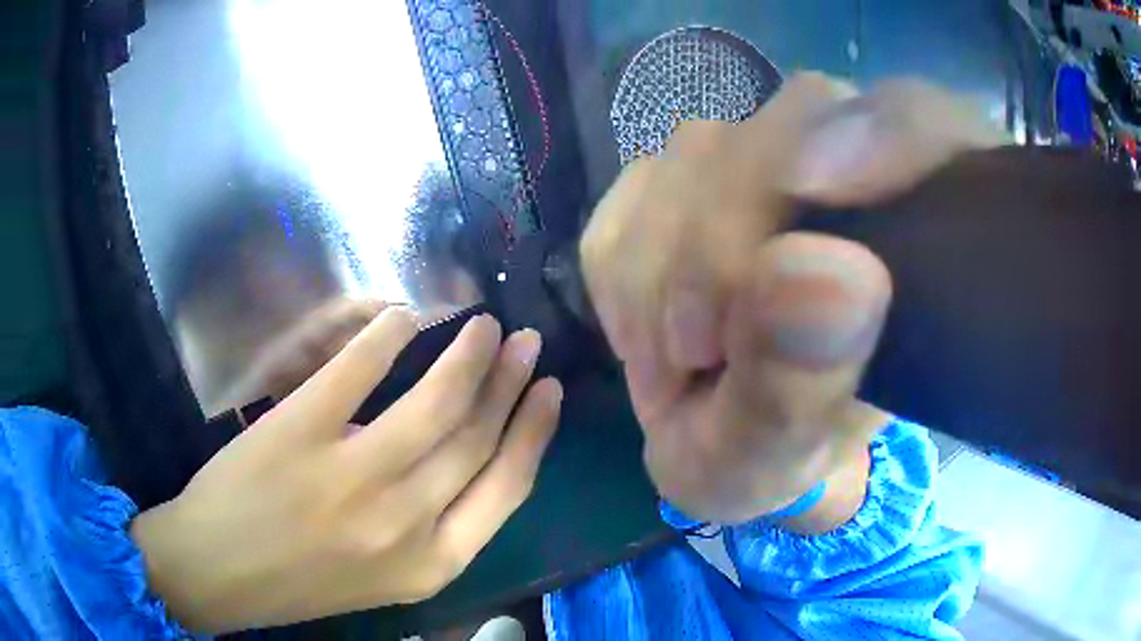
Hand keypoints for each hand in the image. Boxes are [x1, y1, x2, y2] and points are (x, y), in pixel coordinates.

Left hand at [131, 310, 562, 631]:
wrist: (217, 571)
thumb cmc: (303, 581)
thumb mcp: (388, 578)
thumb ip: (436, 529)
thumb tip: (472, 456)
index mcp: (432, 564)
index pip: (509, 488)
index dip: (535, 431)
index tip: (549, 390)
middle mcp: (404, 522)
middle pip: (476, 437)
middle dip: (509, 382)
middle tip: (523, 342)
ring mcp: (351, 475)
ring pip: (436, 402)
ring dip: (468, 354)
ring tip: (484, 324)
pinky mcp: (300, 431)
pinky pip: (359, 369)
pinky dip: (388, 335)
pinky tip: (405, 316)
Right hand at [581, 74, 1001, 524]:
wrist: (718, 441)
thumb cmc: (775, 456)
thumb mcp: (784, 453)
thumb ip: (805, 380)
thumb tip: (822, 273)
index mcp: (918, 232)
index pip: (929, 126)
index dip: (891, 130)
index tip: (819, 190)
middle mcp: (851, 171)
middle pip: (793, 119)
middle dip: (724, 236)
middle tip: (703, 349)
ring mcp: (762, 163)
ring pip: (698, 150)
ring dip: (662, 268)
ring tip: (681, 359)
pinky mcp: (684, 178)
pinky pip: (633, 191)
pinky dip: (623, 272)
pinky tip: (652, 329)